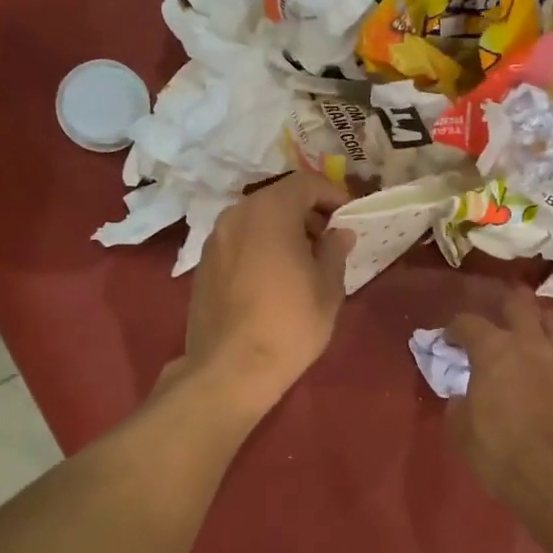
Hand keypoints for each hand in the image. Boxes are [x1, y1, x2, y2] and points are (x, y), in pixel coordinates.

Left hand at [178, 173, 354, 414]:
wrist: (230, 369)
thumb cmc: (289, 324)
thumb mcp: (327, 288)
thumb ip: (334, 251)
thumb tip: (339, 234)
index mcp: (270, 211)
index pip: (306, 183)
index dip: (332, 194)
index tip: (348, 216)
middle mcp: (237, 215)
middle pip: (278, 198)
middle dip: (306, 212)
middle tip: (328, 239)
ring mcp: (215, 239)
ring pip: (256, 219)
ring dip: (282, 229)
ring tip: (303, 260)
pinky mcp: (203, 264)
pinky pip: (239, 241)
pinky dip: (260, 245)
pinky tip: (273, 277)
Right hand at [448, 289, 552, 512]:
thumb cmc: (501, 450)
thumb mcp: (462, 430)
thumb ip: (460, 403)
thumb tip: (465, 395)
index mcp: (494, 349)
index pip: (469, 322)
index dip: (455, 328)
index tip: (449, 339)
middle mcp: (530, 343)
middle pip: (519, 302)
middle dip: (505, 304)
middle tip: (497, 319)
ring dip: (540, 321)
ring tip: (532, 334)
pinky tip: (552, 367)